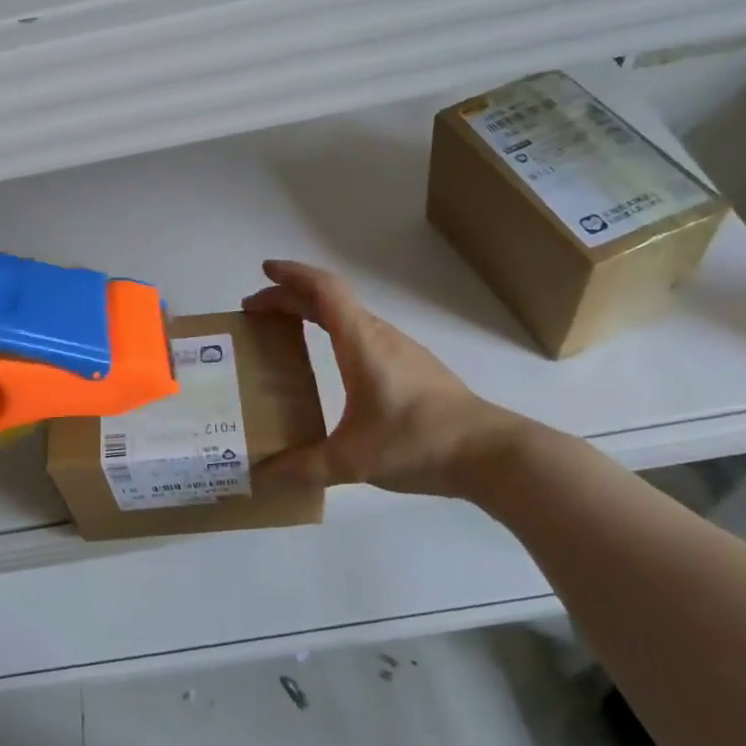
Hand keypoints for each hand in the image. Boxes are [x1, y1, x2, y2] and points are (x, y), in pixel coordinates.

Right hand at [241, 259, 527, 496]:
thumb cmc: (417, 442)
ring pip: (348, 315)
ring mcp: (400, 350)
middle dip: (290, 297)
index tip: (264, 271)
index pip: (323, 290)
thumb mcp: (352, 460)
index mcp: (360, 342)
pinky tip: (330, 360)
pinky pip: (362, 334)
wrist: (490, 453)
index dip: (292, 275)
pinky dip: (334, 331)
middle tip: (256, 311)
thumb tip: (262, 474)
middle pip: (330, 299)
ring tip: (284, 332)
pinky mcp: (413, 367)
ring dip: (313, 313)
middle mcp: (379, 336)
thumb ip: (304, 467)